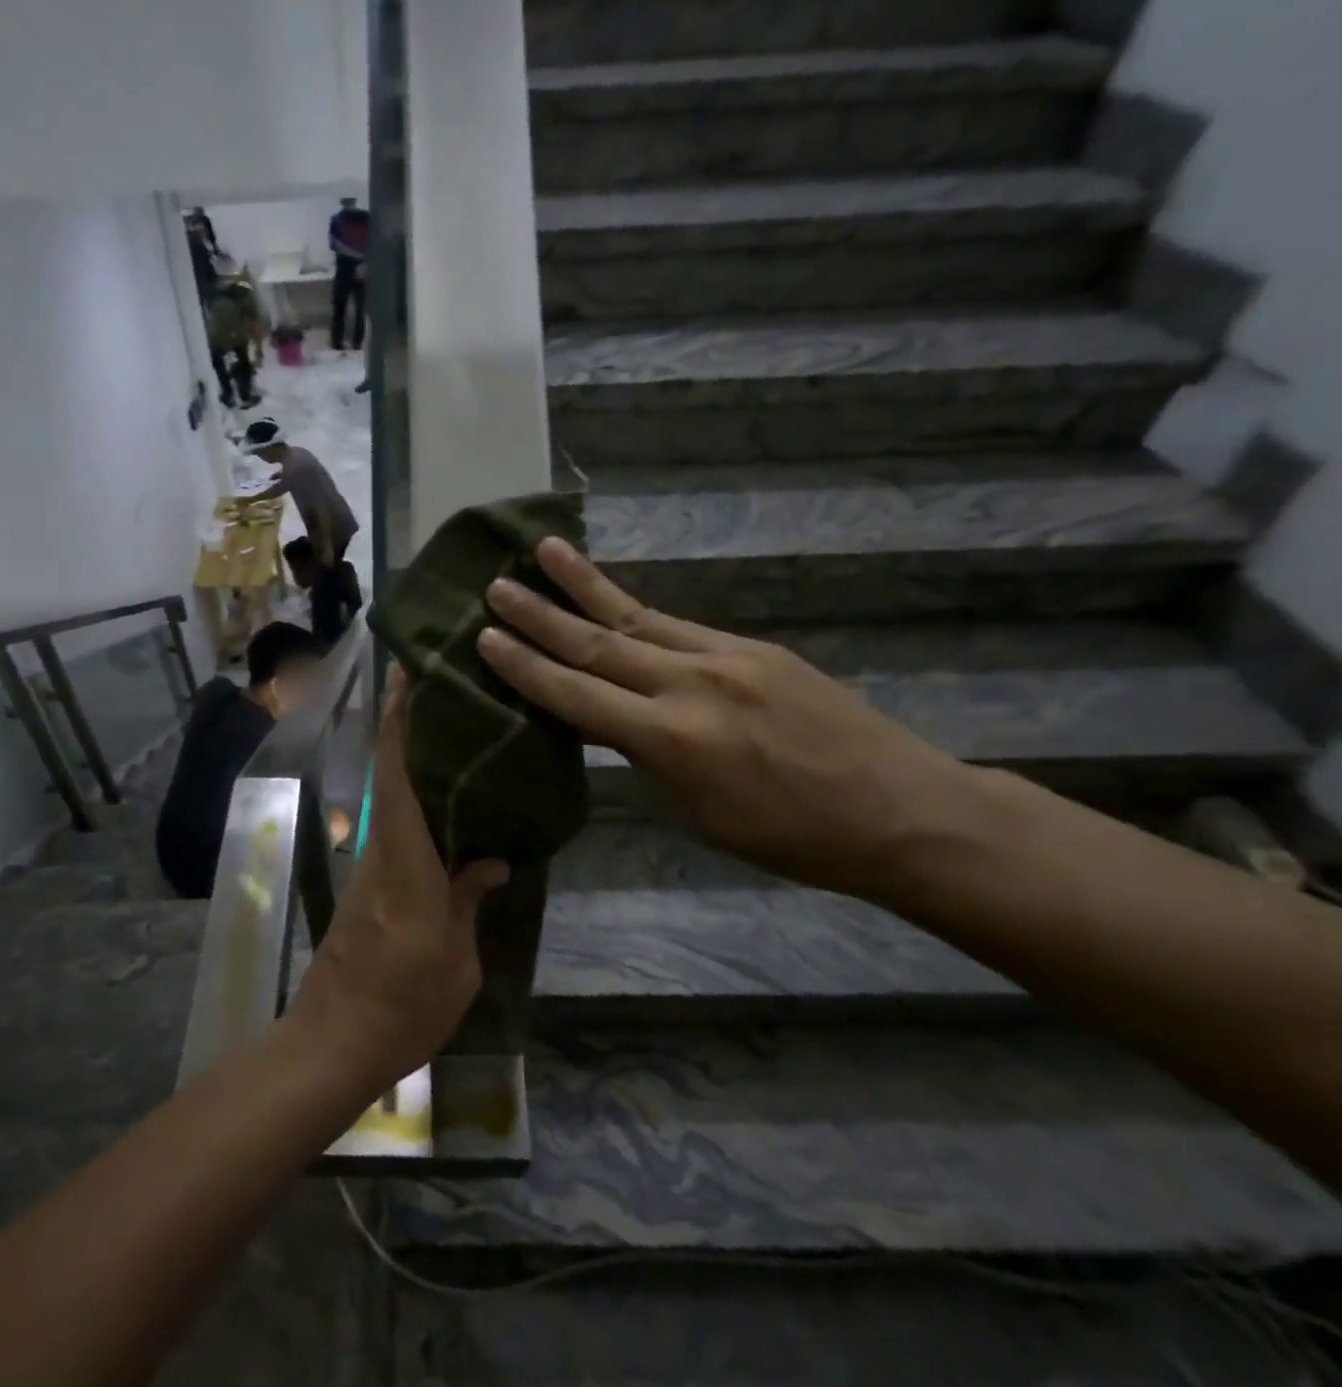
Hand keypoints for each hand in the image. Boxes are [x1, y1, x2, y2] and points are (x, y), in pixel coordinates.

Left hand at [286, 668, 508, 1091]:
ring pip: (393, 797)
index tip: (406, 674)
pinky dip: (417, 799)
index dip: (399, 721)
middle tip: (444, 686)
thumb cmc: (403, 1005)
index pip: (397, 775)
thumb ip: (469, 899)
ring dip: (413, 757)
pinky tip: (450, 800)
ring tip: (458, 730)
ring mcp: (372, 867)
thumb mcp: (456, 960)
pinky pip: (397, 827)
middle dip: (408, 725)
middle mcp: (383, 850)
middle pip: (391, 773)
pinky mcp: (370, 885)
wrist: (334, 1042)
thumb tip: (492, 858)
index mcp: (406, 860)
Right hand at [477, 538, 975, 900]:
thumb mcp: (699, 812)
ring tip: (543, 550)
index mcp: (671, 739)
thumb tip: (607, 724)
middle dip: (540, 615)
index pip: (577, 696)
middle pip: (598, 643)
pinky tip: (612, 597)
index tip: (485, 637)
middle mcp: (690, 684)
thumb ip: (646, 758)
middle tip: (495, 585)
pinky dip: (635, 610)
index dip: (526, 667)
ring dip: (584, 585)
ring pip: (636, 616)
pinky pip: (678, 625)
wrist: (900, 809)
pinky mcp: (753, 647)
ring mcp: (725, 657)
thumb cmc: (791, 837)